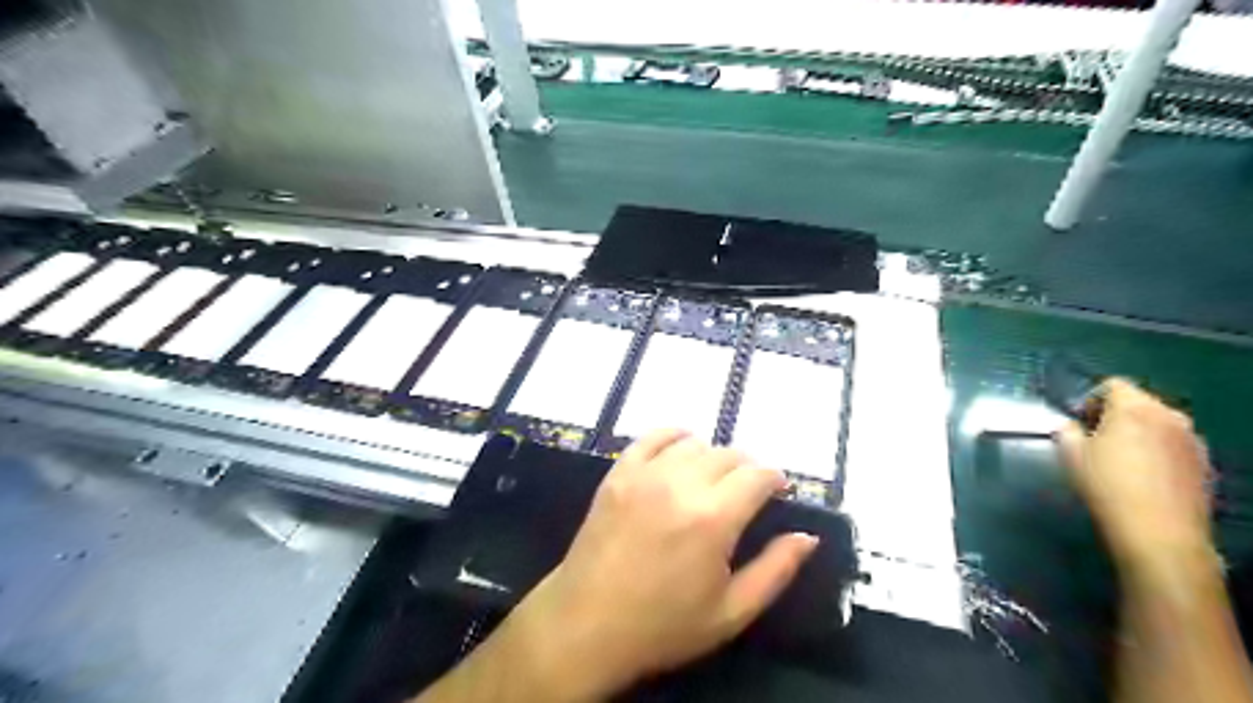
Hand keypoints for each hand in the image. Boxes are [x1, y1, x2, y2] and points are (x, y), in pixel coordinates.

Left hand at [495, 427, 817, 696]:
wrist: (587, 624)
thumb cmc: (663, 625)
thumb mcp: (731, 612)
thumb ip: (775, 570)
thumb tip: (807, 536)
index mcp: (713, 519)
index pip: (757, 476)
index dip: (774, 479)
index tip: (778, 491)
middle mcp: (681, 485)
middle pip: (728, 455)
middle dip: (746, 469)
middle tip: (746, 492)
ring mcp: (645, 474)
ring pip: (693, 444)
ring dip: (712, 456)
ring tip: (712, 479)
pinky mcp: (619, 473)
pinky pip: (651, 437)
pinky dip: (673, 436)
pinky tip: (680, 449)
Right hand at [1056, 381, 1214, 573]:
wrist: (1160, 533)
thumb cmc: (1107, 487)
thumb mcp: (1071, 456)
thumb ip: (1066, 431)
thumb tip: (1069, 426)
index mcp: (1134, 408)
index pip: (1112, 385)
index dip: (1092, 398)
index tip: (1080, 422)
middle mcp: (1169, 416)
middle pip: (1139, 402)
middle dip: (1117, 414)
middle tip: (1097, 439)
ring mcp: (1192, 439)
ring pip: (1159, 423)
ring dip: (1140, 432)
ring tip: (1123, 459)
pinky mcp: (1205, 462)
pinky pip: (1174, 444)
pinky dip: (1158, 451)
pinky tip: (1145, 476)